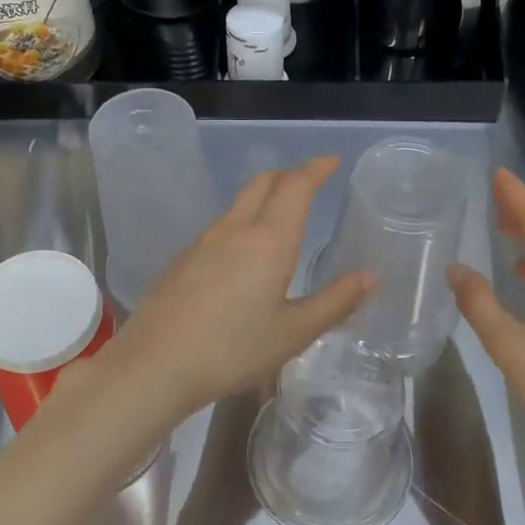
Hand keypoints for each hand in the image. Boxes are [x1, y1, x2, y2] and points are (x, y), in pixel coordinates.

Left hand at [90, 157, 372, 422]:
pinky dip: (241, 222)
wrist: (154, 364)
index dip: (315, 169)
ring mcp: (202, 243)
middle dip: (288, 175)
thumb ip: (334, 302)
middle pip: (262, 183)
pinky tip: (242, 254)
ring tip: (280, 215)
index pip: (295, 187)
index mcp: (268, 240)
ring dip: (262, 197)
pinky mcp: (181, 261)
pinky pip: (219, 227)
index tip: (331, 160)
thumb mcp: (293, 333)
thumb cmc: (232, 349)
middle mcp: (234, 230)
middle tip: (309, 182)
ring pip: (237, 204)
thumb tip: (370, 276)